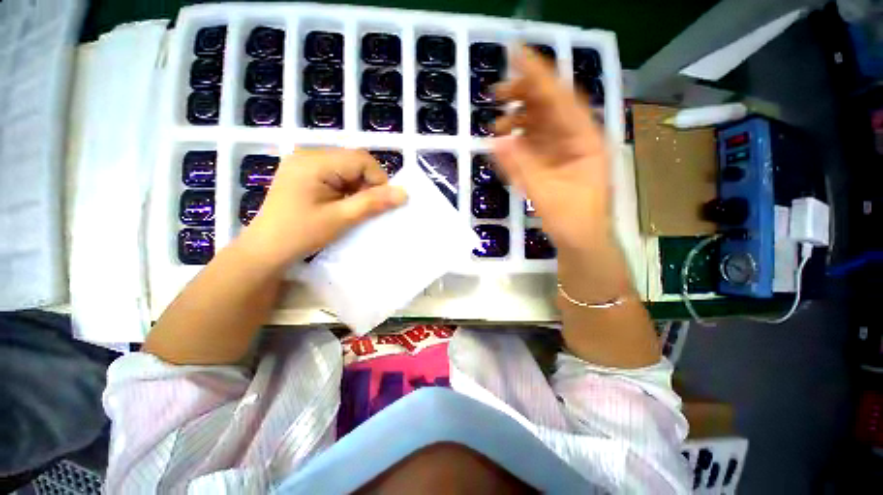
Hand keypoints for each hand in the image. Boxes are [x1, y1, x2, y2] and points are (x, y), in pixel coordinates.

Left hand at [239, 148, 406, 267]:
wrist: (265, 250)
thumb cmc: (301, 234)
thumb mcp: (341, 218)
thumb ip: (373, 203)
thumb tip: (404, 193)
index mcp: (314, 161)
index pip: (361, 159)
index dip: (378, 179)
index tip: (380, 203)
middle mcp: (308, 154)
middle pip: (354, 161)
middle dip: (367, 184)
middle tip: (365, 208)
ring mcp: (304, 163)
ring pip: (347, 168)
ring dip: (357, 187)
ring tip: (351, 208)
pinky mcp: (303, 173)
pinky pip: (335, 174)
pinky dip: (346, 188)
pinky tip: (340, 204)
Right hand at [493, 47, 611, 253]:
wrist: (581, 242)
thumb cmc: (572, 220)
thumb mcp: (546, 193)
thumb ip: (521, 167)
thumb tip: (497, 140)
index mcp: (586, 140)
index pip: (562, 98)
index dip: (539, 75)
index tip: (516, 53)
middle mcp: (578, 138)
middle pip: (551, 106)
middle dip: (524, 96)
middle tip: (496, 94)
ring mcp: (566, 150)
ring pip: (541, 124)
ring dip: (518, 120)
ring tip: (497, 126)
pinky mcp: (555, 161)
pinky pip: (535, 143)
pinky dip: (519, 140)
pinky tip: (505, 142)